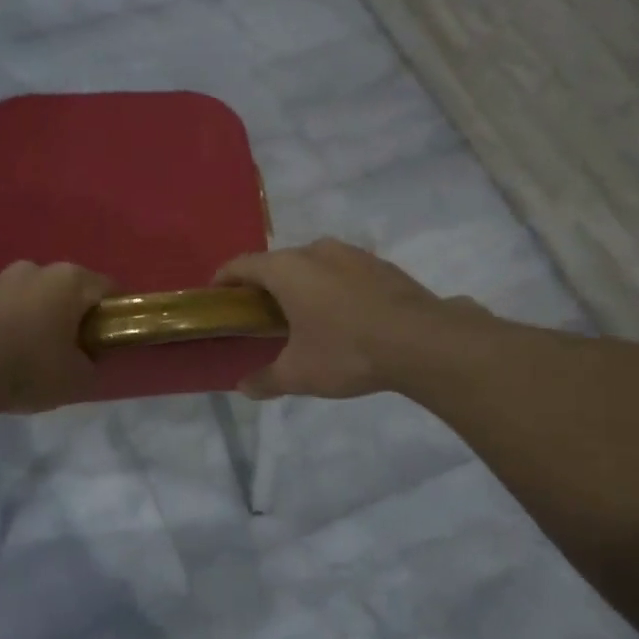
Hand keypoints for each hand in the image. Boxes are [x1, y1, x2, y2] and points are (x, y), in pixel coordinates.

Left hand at [0, 261, 112, 413]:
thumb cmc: (28, 368)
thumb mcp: (76, 379)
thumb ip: (91, 363)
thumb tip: (89, 358)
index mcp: (68, 281)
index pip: (106, 288)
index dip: (113, 312)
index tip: (110, 336)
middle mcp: (32, 268)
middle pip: (62, 288)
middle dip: (67, 312)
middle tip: (67, 346)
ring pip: (24, 295)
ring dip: (29, 314)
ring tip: (23, 351)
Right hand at [216, 239, 457, 399]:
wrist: (422, 341)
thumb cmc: (347, 351)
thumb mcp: (300, 374)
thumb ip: (267, 379)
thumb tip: (244, 387)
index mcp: (287, 269)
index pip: (241, 265)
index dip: (223, 280)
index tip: (216, 297)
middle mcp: (316, 251)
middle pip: (277, 263)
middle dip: (263, 286)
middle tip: (259, 316)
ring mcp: (352, 254)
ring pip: (313, 264)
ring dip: (301, 284)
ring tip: (302, 316)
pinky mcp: (380, 265)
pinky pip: (342, 272)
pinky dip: (331, 287)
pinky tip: (341, 316)